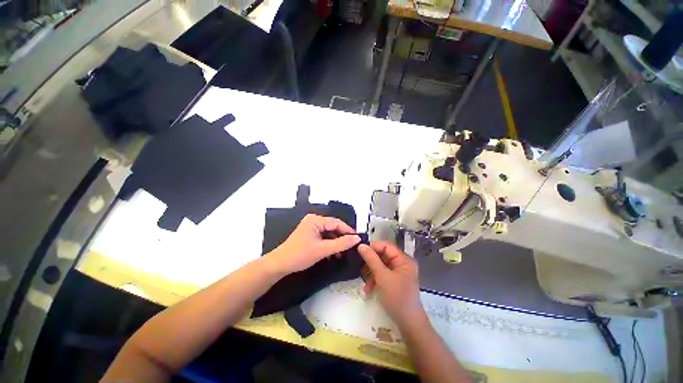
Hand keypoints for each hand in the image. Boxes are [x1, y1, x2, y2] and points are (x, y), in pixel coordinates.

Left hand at [264, 214, 360, 274]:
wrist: (280, 265)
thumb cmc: (300, 255)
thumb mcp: (323, 249)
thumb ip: (341, 243)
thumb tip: (357, 239)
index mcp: (315, 219)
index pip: (336, 223)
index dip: (348, 231)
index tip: (358, 239)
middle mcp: (314, 220)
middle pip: (333, 227)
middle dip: (342, 237)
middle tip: (352, 247)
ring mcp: (311, 227)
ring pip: (329, 233)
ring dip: (336, 242)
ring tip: (343, 253)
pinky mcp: (310, 235)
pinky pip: (323, 237)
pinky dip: (329, 244)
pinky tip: (334, 254)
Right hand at [358, 242, 424, 326]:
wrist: (408, 324)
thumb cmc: (397, 297)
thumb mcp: (382, 277)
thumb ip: (371, 260)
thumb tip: (361, 245)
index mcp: (404, 259)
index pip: (386, 246)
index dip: (373, 247)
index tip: (360, 250)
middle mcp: (402, 263)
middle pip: (383, 256)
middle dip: (371, 262)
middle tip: (359, 266)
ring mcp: (398, 273)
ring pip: (381, 266)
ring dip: (371, 273)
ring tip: (364, 283)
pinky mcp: (394, 281)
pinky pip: (382, 275)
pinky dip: (375, 280)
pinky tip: (368, 290)